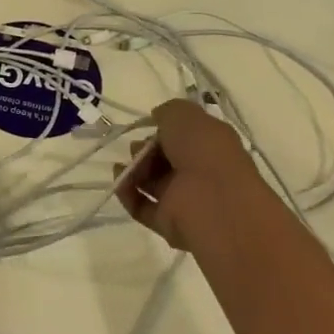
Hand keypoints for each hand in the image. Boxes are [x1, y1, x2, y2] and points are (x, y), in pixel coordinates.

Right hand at [113, 98, 256, 254]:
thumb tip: (158, 118)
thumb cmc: (202, 149)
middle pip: (164, 158)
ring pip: (152, 182)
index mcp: (211, 145)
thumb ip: (168, 111)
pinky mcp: (169, 222)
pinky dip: (128, 194)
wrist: (213, 201)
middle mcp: (200, 171)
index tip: (149, 126)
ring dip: (133, 170)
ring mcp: (185, 199)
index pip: (183, 136)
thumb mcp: (184, 114)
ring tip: (123, 166)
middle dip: (144, 149)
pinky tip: (119, 182)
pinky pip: (142, 206)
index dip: (163, 129)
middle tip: (137, 148)